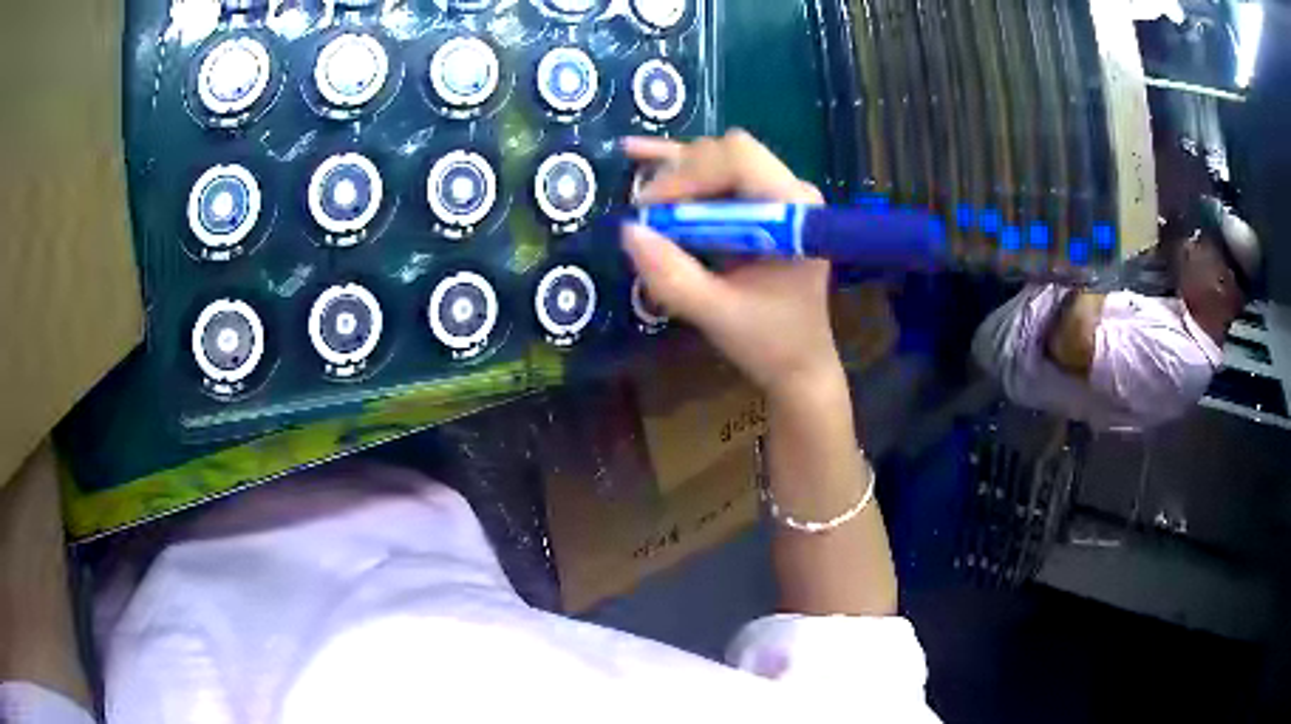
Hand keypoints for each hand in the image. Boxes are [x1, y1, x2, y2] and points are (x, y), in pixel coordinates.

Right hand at [620, 130, 842, 400]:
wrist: (798, 362)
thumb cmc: (770, 341)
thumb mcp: (717, 315)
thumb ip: (674, 276)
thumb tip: (628, 231)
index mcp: (793, 209)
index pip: (738, 159)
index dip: (687, 174)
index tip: (648, 209)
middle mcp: (788, 190)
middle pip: (725, 152)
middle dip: (679, 175)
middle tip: (646, 215)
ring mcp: (774, 193)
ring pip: (715, 157)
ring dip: (675, 174)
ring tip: (641, 198)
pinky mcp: (757, 204)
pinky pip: (716, 173)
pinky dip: (678, 169)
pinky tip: (637, 155)